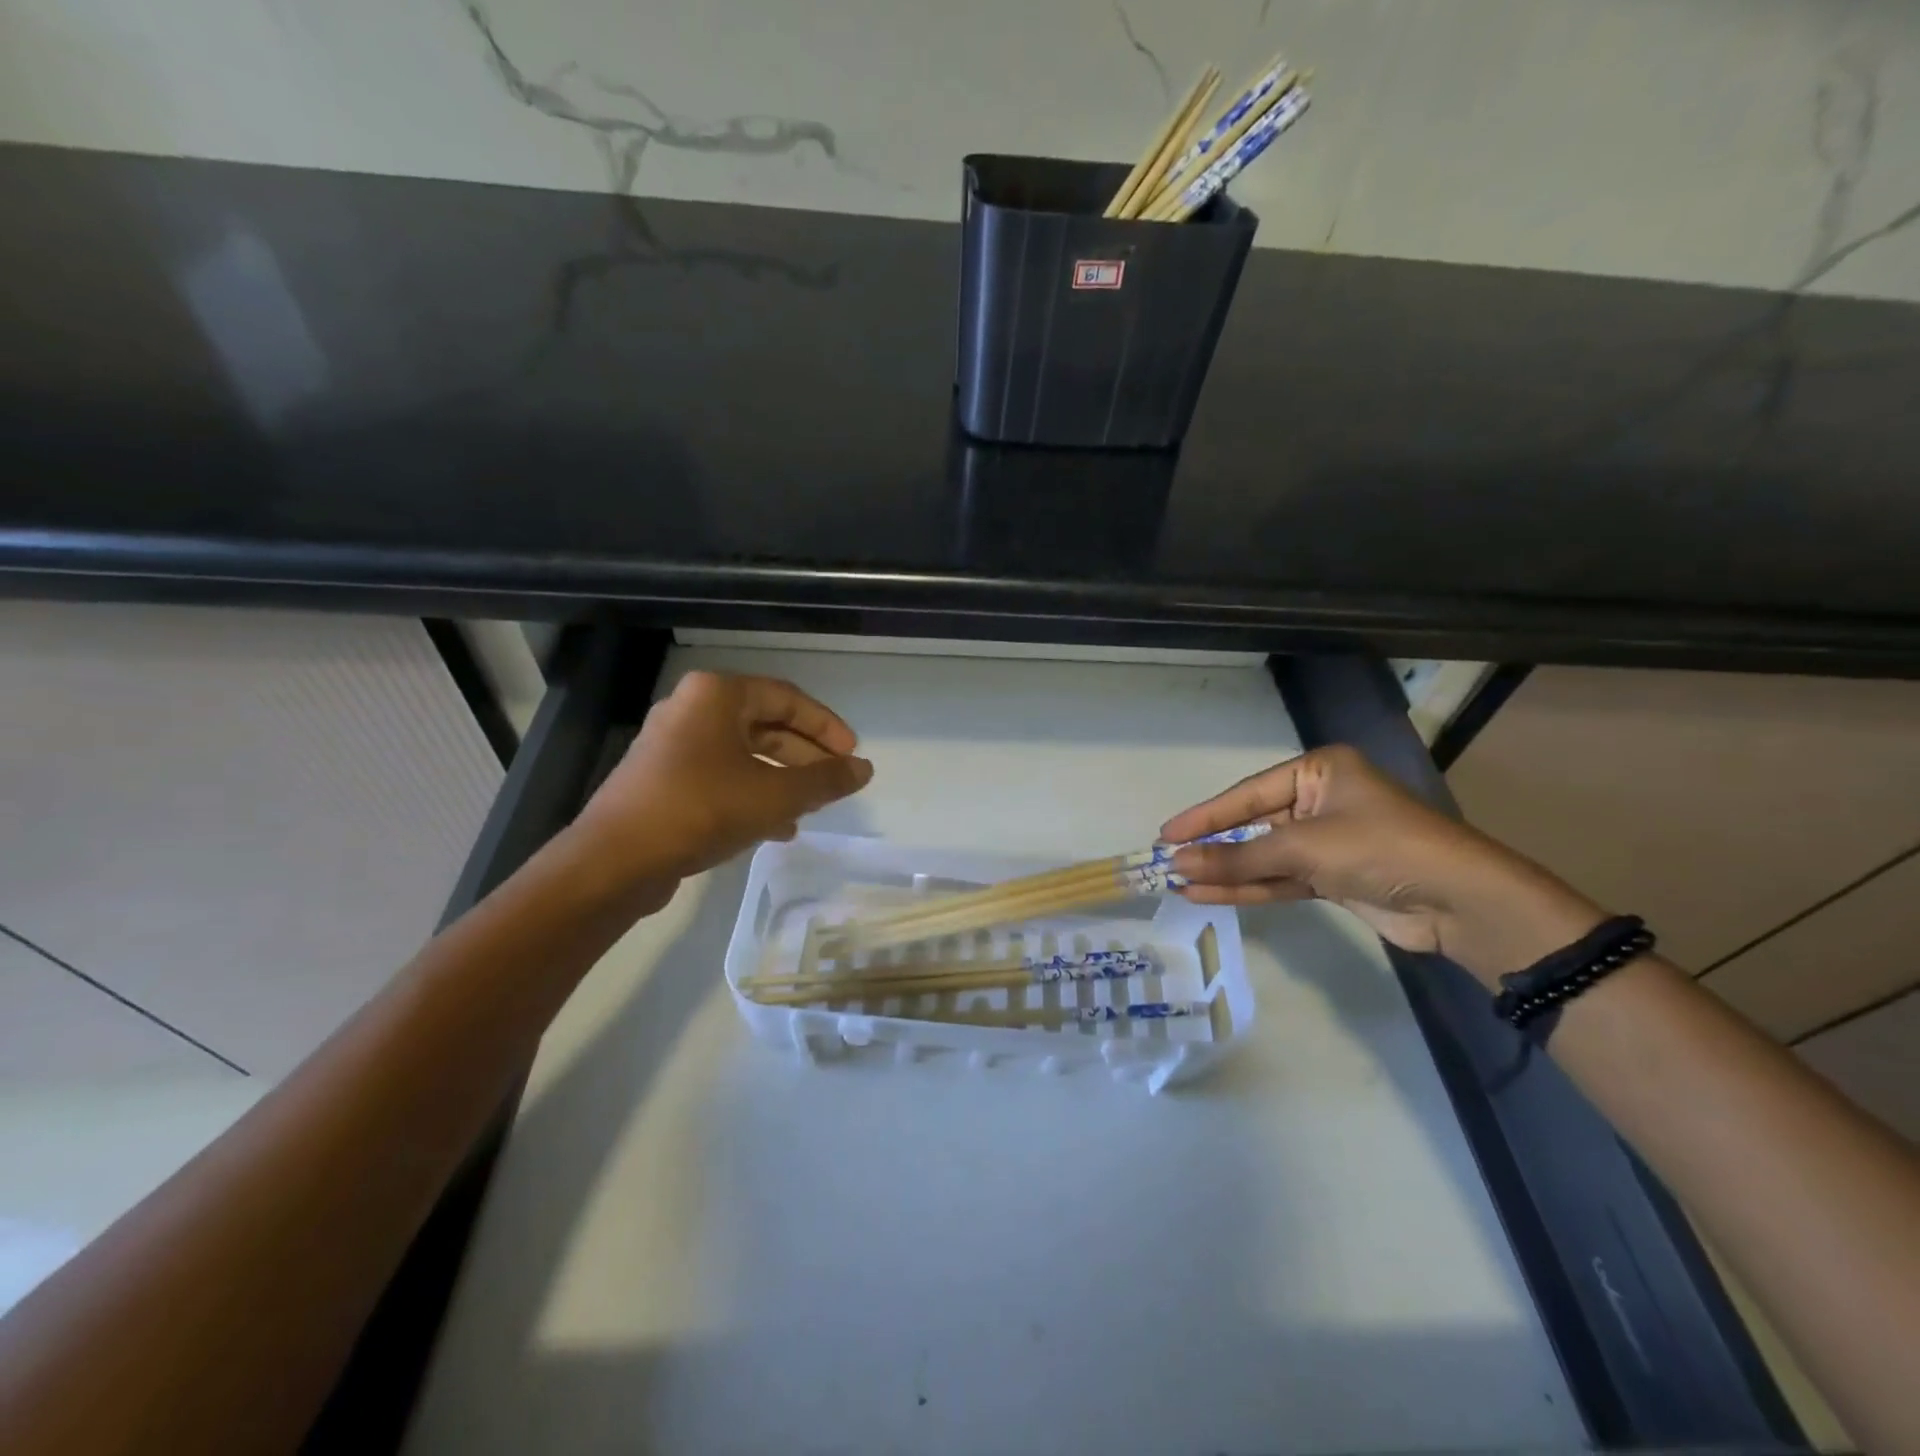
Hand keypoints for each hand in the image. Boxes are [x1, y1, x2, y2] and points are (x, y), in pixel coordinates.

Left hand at [574, 671, 872, 892]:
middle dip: (804, 755)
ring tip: (811, 808)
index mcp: (717, 695)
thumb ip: (825, 780)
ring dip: (782, 778)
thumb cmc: (702, 809)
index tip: (852, 754)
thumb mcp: (775, 795)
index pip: (787, 698)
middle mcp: (692, 709)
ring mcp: (672, 745)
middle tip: (835, 780)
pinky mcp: (662, 779)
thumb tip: (865, 769)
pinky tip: (776, 828)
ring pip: (744, 754)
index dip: (826, 726)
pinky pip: (721, 776)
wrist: (615, 860)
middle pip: (765, 725)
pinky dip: (752, 794)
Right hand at [1163, 745, 1603, 985]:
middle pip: (1253, 824)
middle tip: (1167, 860)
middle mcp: (1320, 800)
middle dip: (1213, 846)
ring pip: (1263, 855)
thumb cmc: (1379, 848)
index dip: (1205, 816)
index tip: (1166, 834)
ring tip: (1179, 882)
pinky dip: (1248, 888)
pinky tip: (1209, 894)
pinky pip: (1280, 878)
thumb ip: (1238, 857)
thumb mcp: (1303, 846)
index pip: (1248, 793)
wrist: (1459, 902)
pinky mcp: (1332, 877)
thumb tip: (1177, 865)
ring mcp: (1326, 841)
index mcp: (1319, 771)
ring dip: (1226, 871)